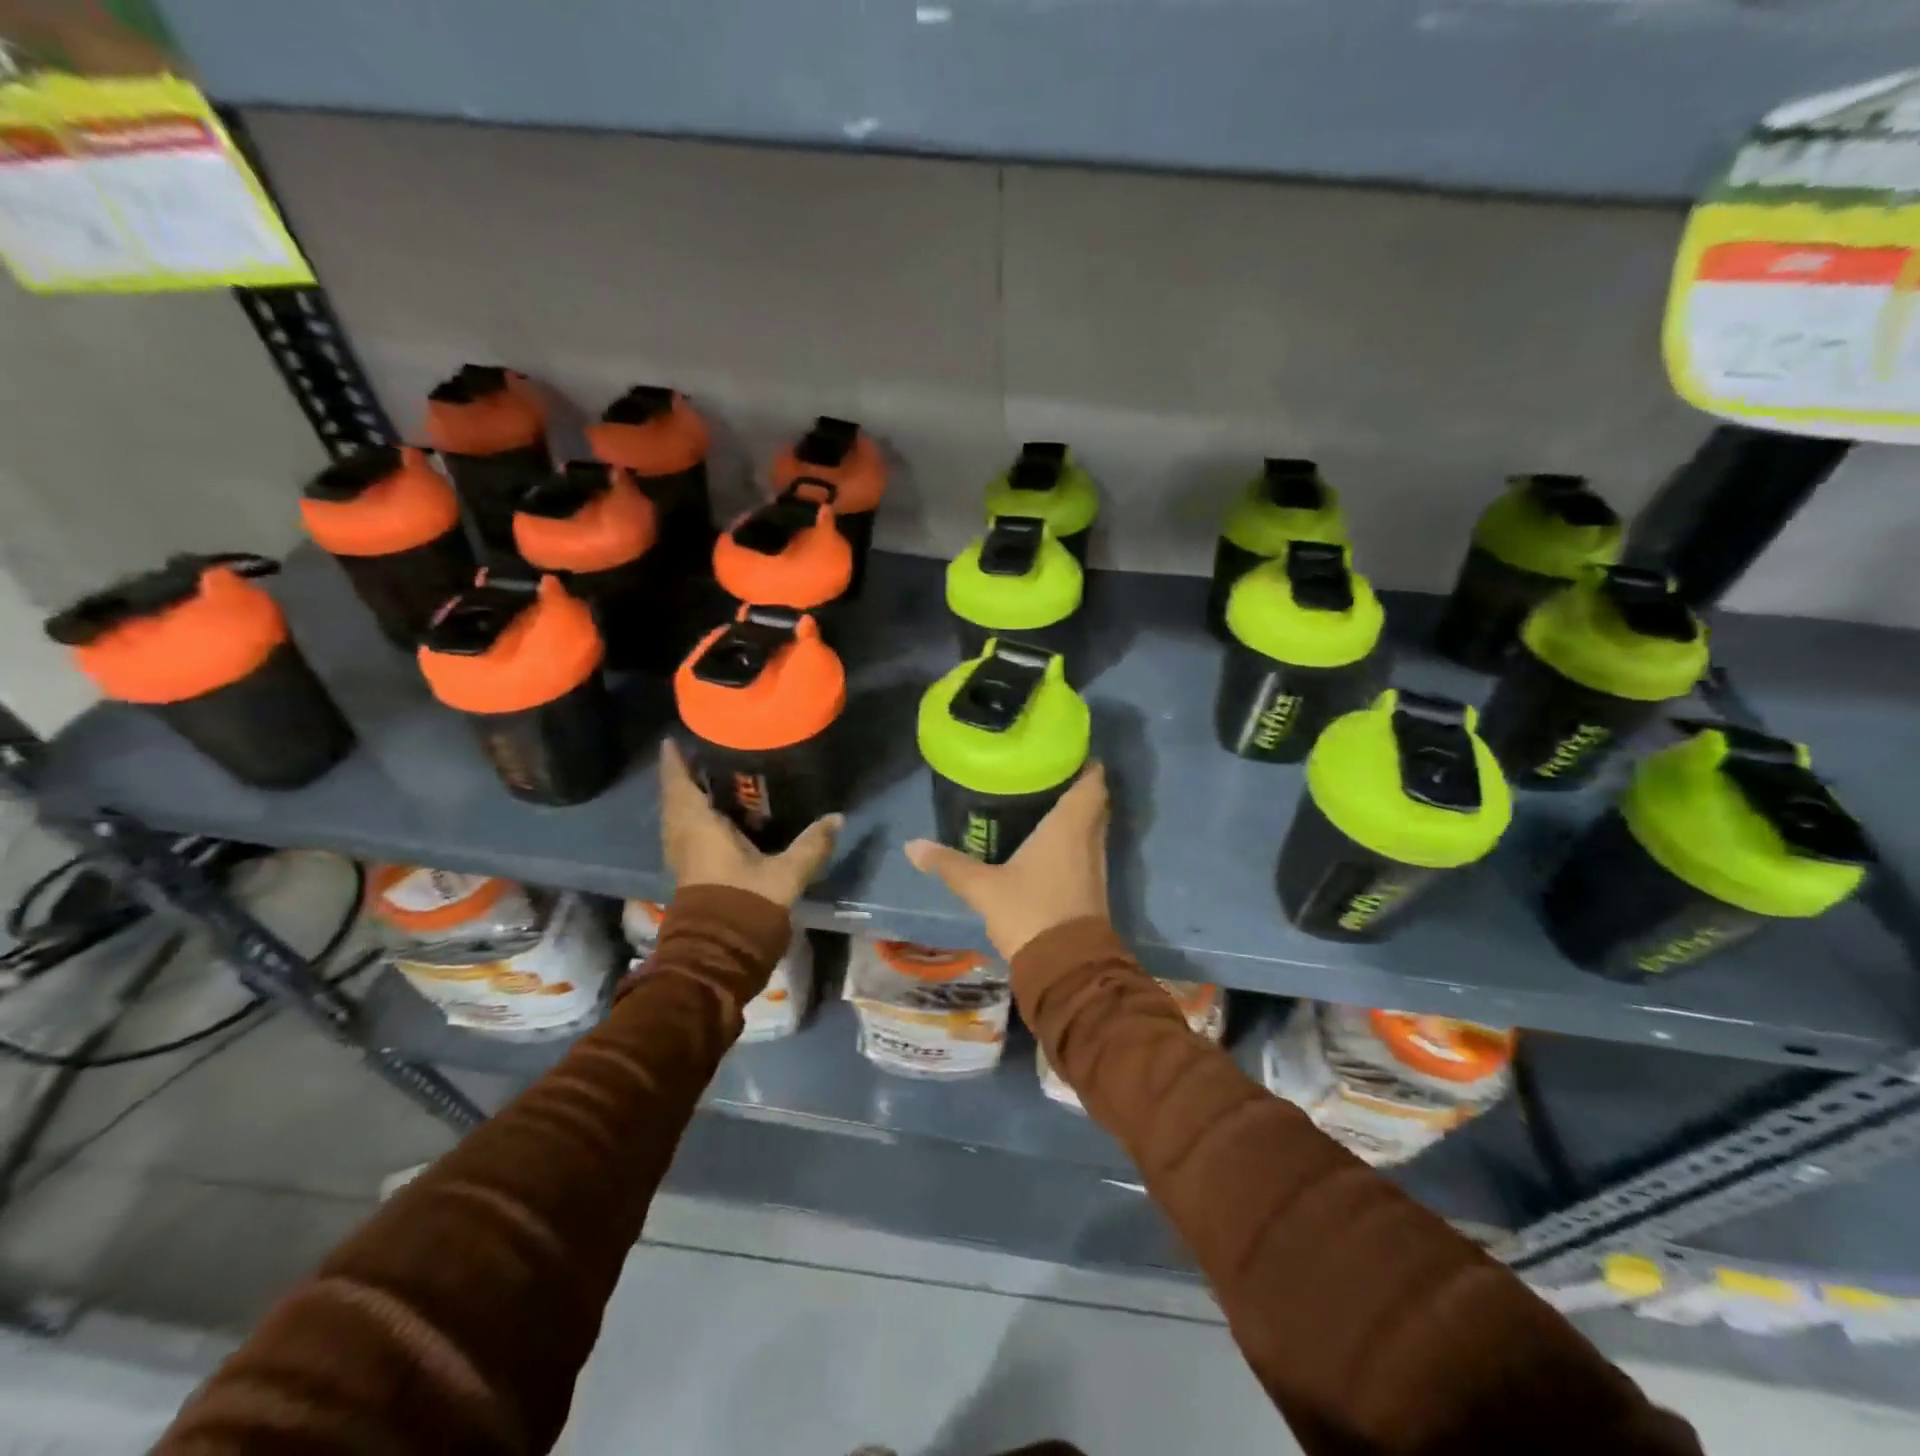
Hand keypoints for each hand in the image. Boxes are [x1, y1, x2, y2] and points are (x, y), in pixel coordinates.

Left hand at [659, 740, 841, 907]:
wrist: (720, 951)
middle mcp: (682, 836)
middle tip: (698, 755)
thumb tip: (838, 817)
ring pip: (676, 817)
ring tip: (704, 781)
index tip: (672, 739)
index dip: (674, 762)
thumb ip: (812, 844)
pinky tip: (712, 817)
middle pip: (673, 799)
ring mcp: (681, 856)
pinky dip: (690, 817)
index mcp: (698, 826)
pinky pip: (683, 832)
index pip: (679, 784)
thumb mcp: (786, 871)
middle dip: (681, 777)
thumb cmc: (746, 902)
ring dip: (684, 798)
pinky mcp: (688, 873)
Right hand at [904, 763, 1110, 959]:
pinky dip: (1073, 838)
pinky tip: (1045, 842)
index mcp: (1070, 825)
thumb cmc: (1029, 912)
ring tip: (1041, 801)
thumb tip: (911, 845)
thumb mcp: (982, 887)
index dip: (1084, 763)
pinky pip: (1086, 848)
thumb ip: (949, 863)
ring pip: (1092, 826)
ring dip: (1076, 813)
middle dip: (1075, 785)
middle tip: (1044, 774)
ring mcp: (1095, 865)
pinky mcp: (1092, 887)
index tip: (1062, 752)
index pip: (1092, 781)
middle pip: (1095, 801)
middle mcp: (1089, 839)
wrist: (1065, 967)